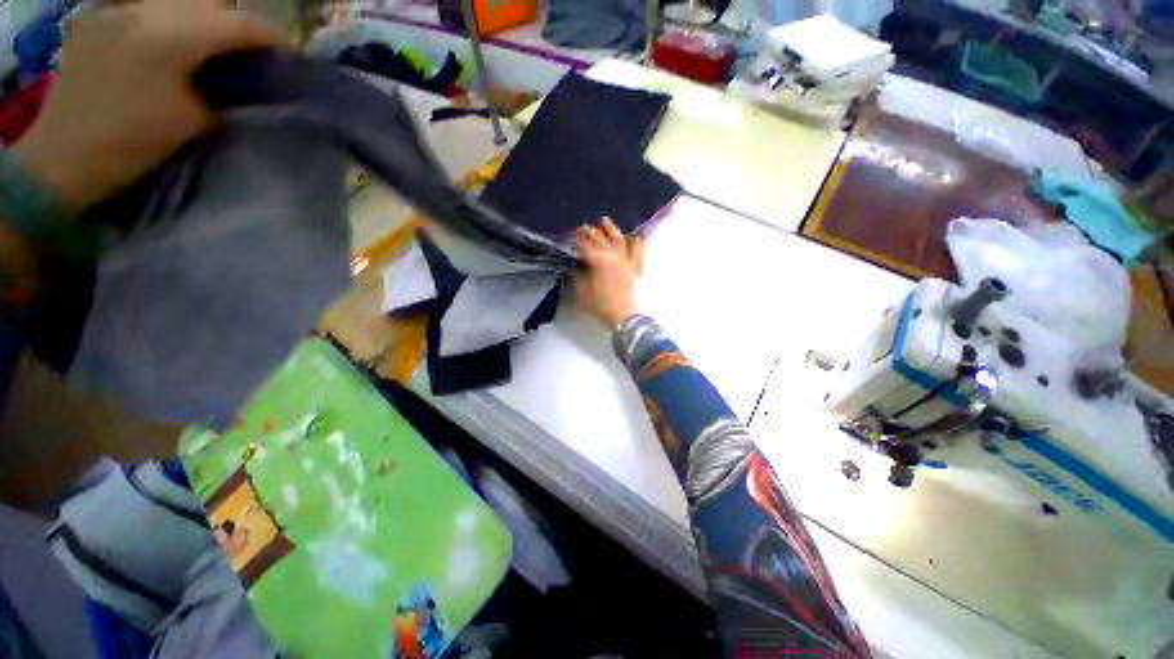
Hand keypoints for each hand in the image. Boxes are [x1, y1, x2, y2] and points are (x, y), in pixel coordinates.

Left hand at [11, 0, 282, 212]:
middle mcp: (144, 12)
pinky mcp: (97, 18)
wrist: (63, 157)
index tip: (285, 51)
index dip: (268, 36)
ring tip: (207, 42)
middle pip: (207, 0)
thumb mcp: (192, 121)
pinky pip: (146, 7)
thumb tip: (237, 80)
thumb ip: (219, 91)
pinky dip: (167, 20)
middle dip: (233, 21)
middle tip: (246, 46)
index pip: (237, 24)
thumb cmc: (132, 145)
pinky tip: (167, 42)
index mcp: (171, 40)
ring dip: (199, 16)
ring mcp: (116, 10)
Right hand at [573, 217, 643, 326]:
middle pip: (601, 239)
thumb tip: (575, 266)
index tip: (572, 235)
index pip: (586, 246)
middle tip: (583, 226)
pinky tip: (634, 236)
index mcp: (599, 261)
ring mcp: (626, 260)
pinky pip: (637, 250)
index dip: (578, 239)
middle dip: (591, 231)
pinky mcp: (636, 267)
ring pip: (619, 239)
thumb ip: (578, 277)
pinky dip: (635, 242)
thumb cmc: (602, 305)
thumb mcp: (583, 292)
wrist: (625, 317)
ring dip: (611, 229)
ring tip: (605, 221)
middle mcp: (613, 256)